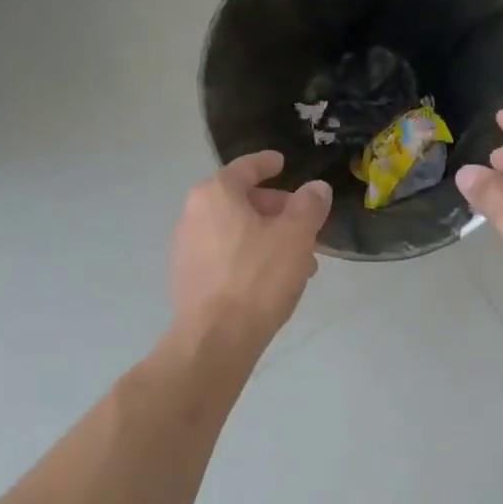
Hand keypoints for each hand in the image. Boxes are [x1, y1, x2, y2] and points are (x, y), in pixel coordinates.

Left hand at [170, 151, 331, 359]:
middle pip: (241, 200)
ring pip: (235, 230)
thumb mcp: (296, 236)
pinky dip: (249, 255)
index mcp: (216, 194)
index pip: (245, 167)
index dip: (267, 164)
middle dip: (276, 210)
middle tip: (305, 225)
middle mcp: (194, 213)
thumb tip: (316, 188)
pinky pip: (225, 253)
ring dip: (266, 236)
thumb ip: (309, 205)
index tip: (283, 163)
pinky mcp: (188, 276)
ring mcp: (186, 247)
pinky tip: (272, 279)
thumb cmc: (258, 277)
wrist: (215, 339)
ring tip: (298, 259)